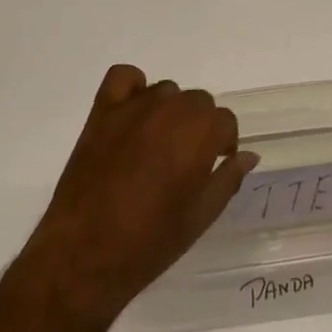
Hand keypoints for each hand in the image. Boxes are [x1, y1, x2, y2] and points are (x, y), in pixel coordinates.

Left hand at [18, 65, 257, 325]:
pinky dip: (133, 88)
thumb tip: (247, 156)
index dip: (223, 145)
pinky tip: (133, 115)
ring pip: (166, 92)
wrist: (84, 254)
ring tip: (156, 146)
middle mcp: (171, 110)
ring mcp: (134, 107)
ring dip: (169, 112)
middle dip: (199, 127)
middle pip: (198, 102)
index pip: (225, 121)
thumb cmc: (150, 241)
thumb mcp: (201, 216)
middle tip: (185, 162)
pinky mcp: (103, 111)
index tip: (213, 166)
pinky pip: (124, 78)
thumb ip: (227, 178)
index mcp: (200, 133)